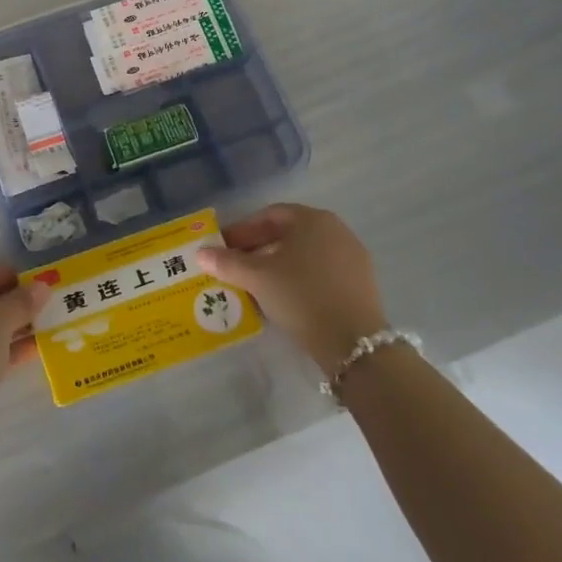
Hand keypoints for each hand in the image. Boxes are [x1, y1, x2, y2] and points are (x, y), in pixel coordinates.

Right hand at [195, 203, 387, 367]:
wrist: (355, 345)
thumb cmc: (301, 296)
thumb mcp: (257, 278)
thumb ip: (227, 262)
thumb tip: (200, 253)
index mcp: (312, 219)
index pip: (269, 216)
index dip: (241, 231)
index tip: (222, 248)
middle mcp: (336, 231)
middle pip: (288, 234)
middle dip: (258, 249)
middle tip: (235, 267)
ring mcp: (353, 258)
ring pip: (304, 255)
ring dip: (277, 265)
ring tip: (255, 285)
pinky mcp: (361, 285)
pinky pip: (321, 273)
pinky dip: (299, 279)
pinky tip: (284, 299)